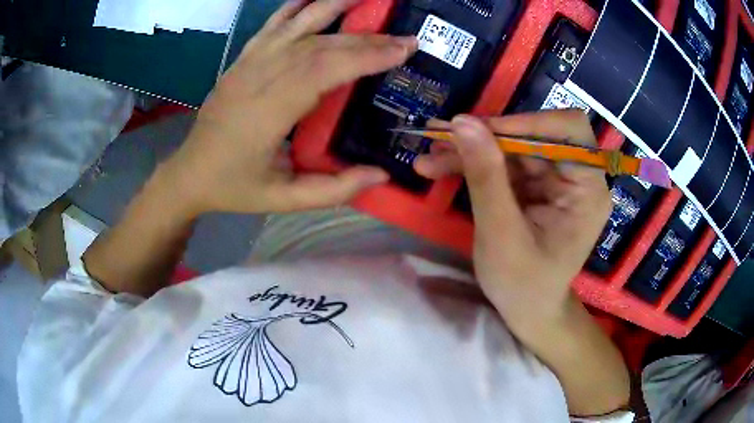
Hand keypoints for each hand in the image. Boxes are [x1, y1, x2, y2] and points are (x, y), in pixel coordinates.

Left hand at [160, 0, 416, 215]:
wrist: (189, 173)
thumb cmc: (234, 188)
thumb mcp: (283, 201)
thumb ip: (332, 190)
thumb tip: (381, 175)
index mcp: (268, 113)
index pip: (324, 71)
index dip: (366, 56)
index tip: (403, 49)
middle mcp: (257, 79)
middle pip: (318, 47)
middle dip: (365, 39)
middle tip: (403, 37)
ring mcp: (246, 65)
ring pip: (297, 28)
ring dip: (333, 8)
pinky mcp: (240, 61)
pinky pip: (270, 27)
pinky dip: (294, 8)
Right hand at [415, 110, 611, 326]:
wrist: (527, 311)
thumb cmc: (524, 285)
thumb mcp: (502, 234)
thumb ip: (486, 177)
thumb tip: (463, 122)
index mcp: (587, 190)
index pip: (569, 130)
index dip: (528, 122)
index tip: (483, 133)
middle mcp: (576, 177)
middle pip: (533, 135)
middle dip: (485, 137)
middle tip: (439, 139)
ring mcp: (554, 180)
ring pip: (512, 147)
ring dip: (470, 150)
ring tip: (429, 159)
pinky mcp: (535, 186)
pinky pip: (503, 163)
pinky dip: (472, 164)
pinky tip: (439, 168)